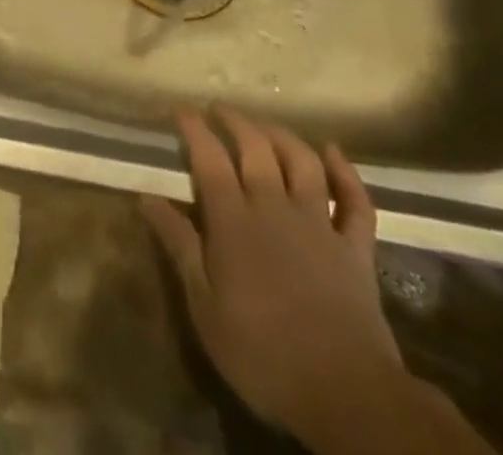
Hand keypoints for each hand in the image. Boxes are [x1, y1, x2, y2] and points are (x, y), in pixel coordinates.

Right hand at [141, 107, 397, 442]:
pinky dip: (346, 173)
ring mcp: (318, 225)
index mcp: (234, 220)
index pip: (209, 157)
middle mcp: (274, 208)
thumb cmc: (262, 353)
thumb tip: (146, 197)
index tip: (180, 108)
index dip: (194, 127)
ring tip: (264, 125)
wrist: (346, 394)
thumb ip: (178, 245)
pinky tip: (333, 152)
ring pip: (302, 162)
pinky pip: (355, 202)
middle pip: (255, 148)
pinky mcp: (355, 249)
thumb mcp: (204, 305)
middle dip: (234, 121)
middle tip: (218, 109)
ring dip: (282, 135)